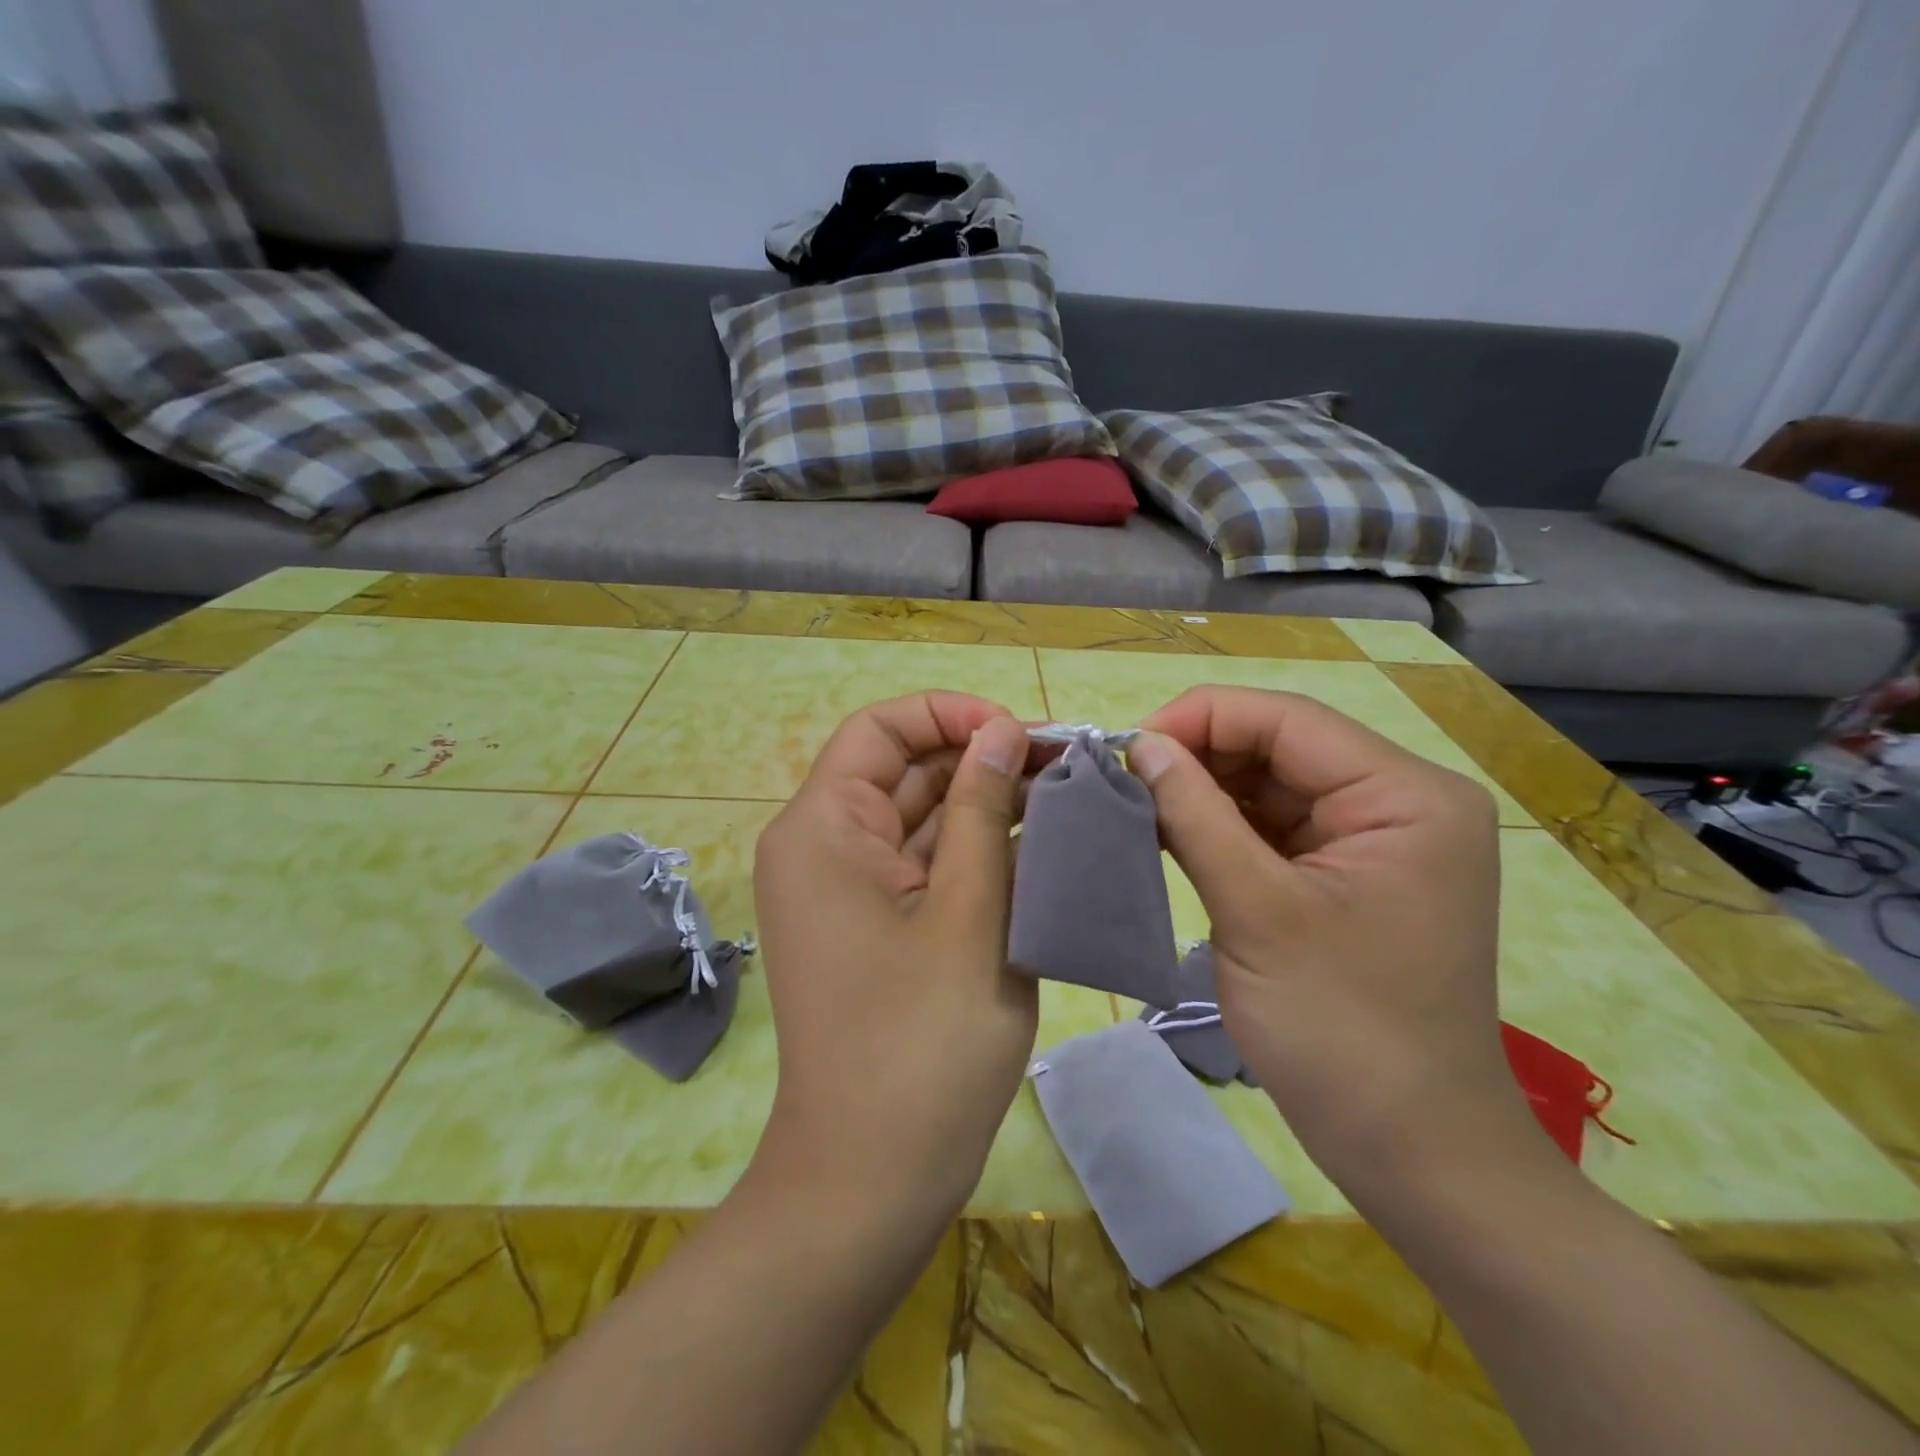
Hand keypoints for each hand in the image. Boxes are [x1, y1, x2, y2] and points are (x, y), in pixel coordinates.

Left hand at [749, 692, 1037, 1226]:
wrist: (874, 1178)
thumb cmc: (922, 1041)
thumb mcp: (969, 910)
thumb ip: (983, 810)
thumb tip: (1001, 731)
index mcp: (823, 828)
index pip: (880, 730)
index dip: (949, 715)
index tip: (1019, 735)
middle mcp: (825, 846)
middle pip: (904, 770)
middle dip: (980, 759)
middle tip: (1064, 766)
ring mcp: (850, 889)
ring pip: (921, 817)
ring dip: (985, 805)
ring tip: (1065, 798)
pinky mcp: (878, 925)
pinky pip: (926, 864)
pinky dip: (975, 850)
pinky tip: (1039, 846)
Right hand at [1128, 687, 1544, 1197]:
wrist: (1410, 1151)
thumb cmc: (1342, 1030)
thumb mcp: (1257, 911)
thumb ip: (1195, 816)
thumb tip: (1139, 745)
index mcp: (1406, 795)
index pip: (1288, 720)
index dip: (1200, 718)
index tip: (1125, 747)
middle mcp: (1398, 802)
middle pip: (1278, 747)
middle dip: (1197, 758)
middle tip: (1121, 782)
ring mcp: (1373, 840)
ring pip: (1268, 786)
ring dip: (1201, 793)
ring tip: (1134, 807)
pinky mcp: (1344, 875)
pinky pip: (1272, 828)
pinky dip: (1219, 828)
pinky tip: (1167, 834)